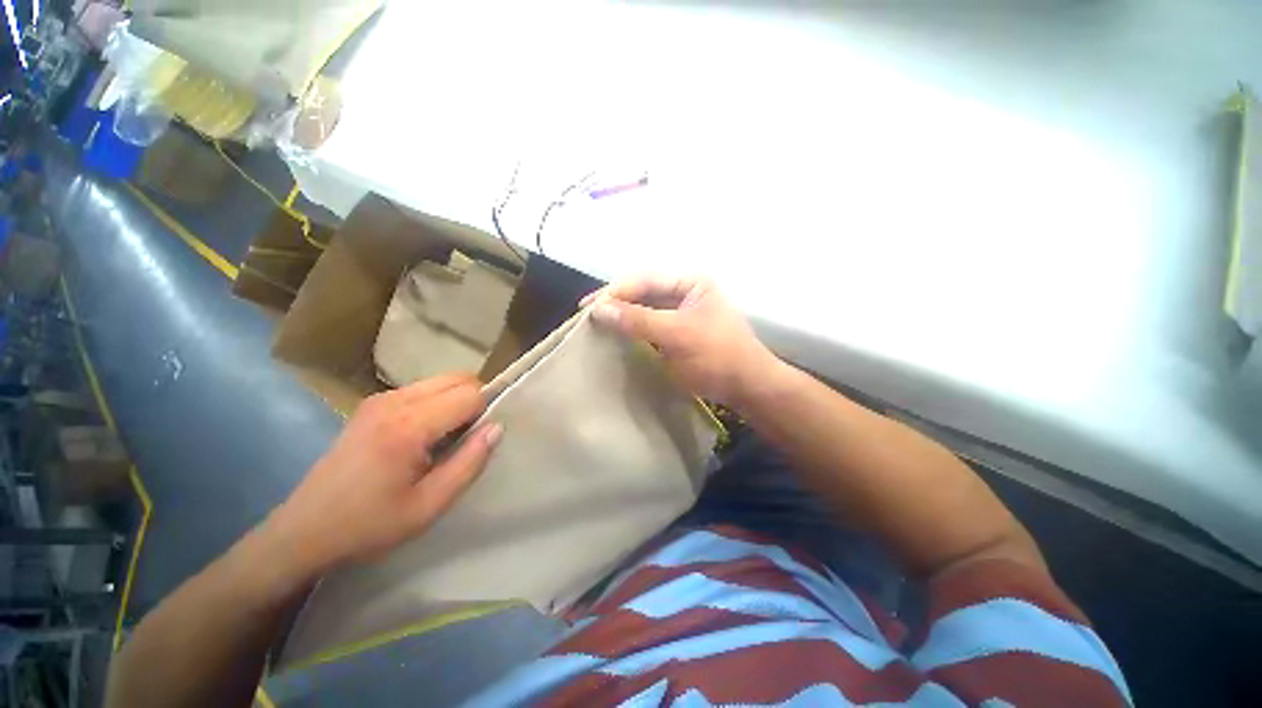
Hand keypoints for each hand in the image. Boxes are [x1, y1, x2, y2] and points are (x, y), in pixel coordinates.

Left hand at [263, 374, 500, 575]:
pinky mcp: (373, 404)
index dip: (485, 413)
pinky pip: (423, 389)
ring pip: (442, 380)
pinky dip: (439, 402)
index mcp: (408, 426)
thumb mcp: (430, 505)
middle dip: (475, 400)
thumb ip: (469, 462)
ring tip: (447, 438)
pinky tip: (426, 435)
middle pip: (458, 378)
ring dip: (457, 400)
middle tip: (468, 437)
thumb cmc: (369, 524)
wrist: (304, 532)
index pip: (470, 394)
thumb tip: (497, 427)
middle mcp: (394, 401)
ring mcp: (380, 399)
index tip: (478, 441)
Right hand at [583, 276, 778, 407]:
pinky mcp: (677, 332)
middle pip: (642, 292)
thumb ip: (639, 320)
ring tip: (595, 324)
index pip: (645, 280)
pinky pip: (649, 325)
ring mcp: (681, 313)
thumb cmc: (717, 355)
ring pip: (644, 309)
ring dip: (622, 315)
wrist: (746, 387)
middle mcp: (685, 292)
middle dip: (616, 302)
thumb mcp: (677, 334)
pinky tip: (616, 335)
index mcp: (690, 282)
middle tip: (586, 315)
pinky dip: (632, 329)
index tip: (588, 307)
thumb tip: (599, 310)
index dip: (615, 292)